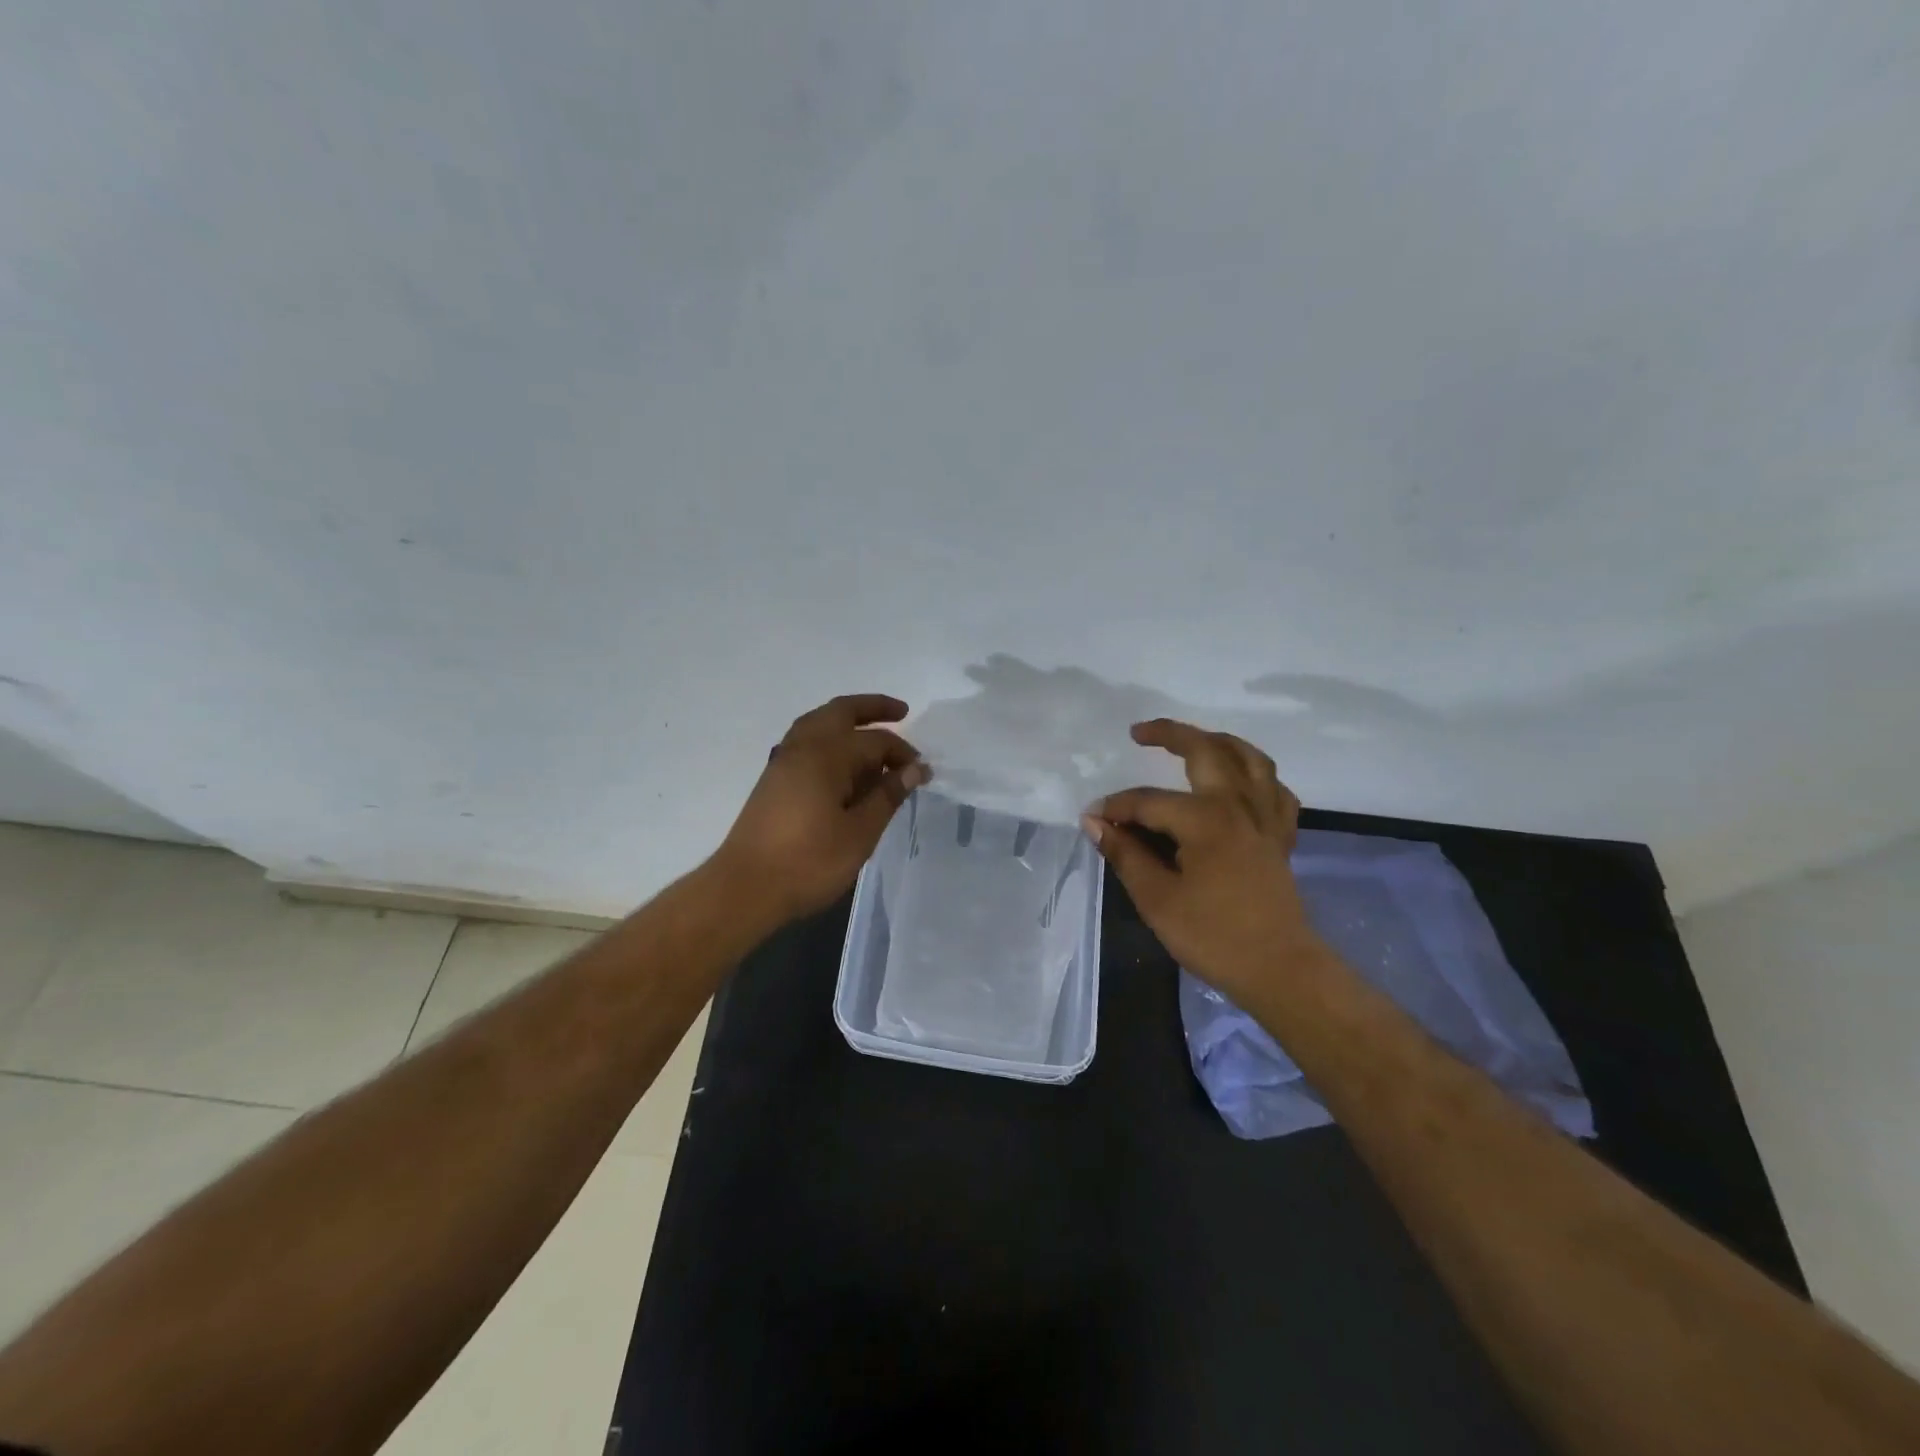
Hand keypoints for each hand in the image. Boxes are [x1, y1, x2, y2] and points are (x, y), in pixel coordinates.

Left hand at [716, 694, 928, 922]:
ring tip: (872, 733)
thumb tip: (913, 769)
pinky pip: (807, 741)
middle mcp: (803, 747)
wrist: (745, 888)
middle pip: (841, 711)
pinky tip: (842, 763)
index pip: (875, 741)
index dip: (903, 753)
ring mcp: (784, 761)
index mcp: (827, 755)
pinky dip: (830, 738)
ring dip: (847, 720)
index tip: (923, 772)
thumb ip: (887, 796)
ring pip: (819, 722)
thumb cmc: (809, 862)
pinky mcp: (774, 779)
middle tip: (901, 712)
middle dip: (872, 708)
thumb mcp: (860, 833)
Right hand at [1082, 719, 1320, 1006]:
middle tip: (1140, 732)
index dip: (1116, 808)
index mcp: (1204, 819)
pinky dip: (1257, 777)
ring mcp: (1265, 818)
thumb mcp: (1157, 899)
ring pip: (1250, 759)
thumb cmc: (1213, 936)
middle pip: (1206, 751)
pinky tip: (1242, 782)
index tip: (1092, 819)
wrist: (1280, 969)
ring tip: (1194, 740)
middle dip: (1170, 734)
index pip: (1148, 801)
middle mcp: (1238, 805)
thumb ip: (1125, 854)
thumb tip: (1095, 822)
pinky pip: (1275, 791)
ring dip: (1220, 741)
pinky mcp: (1280, 837)